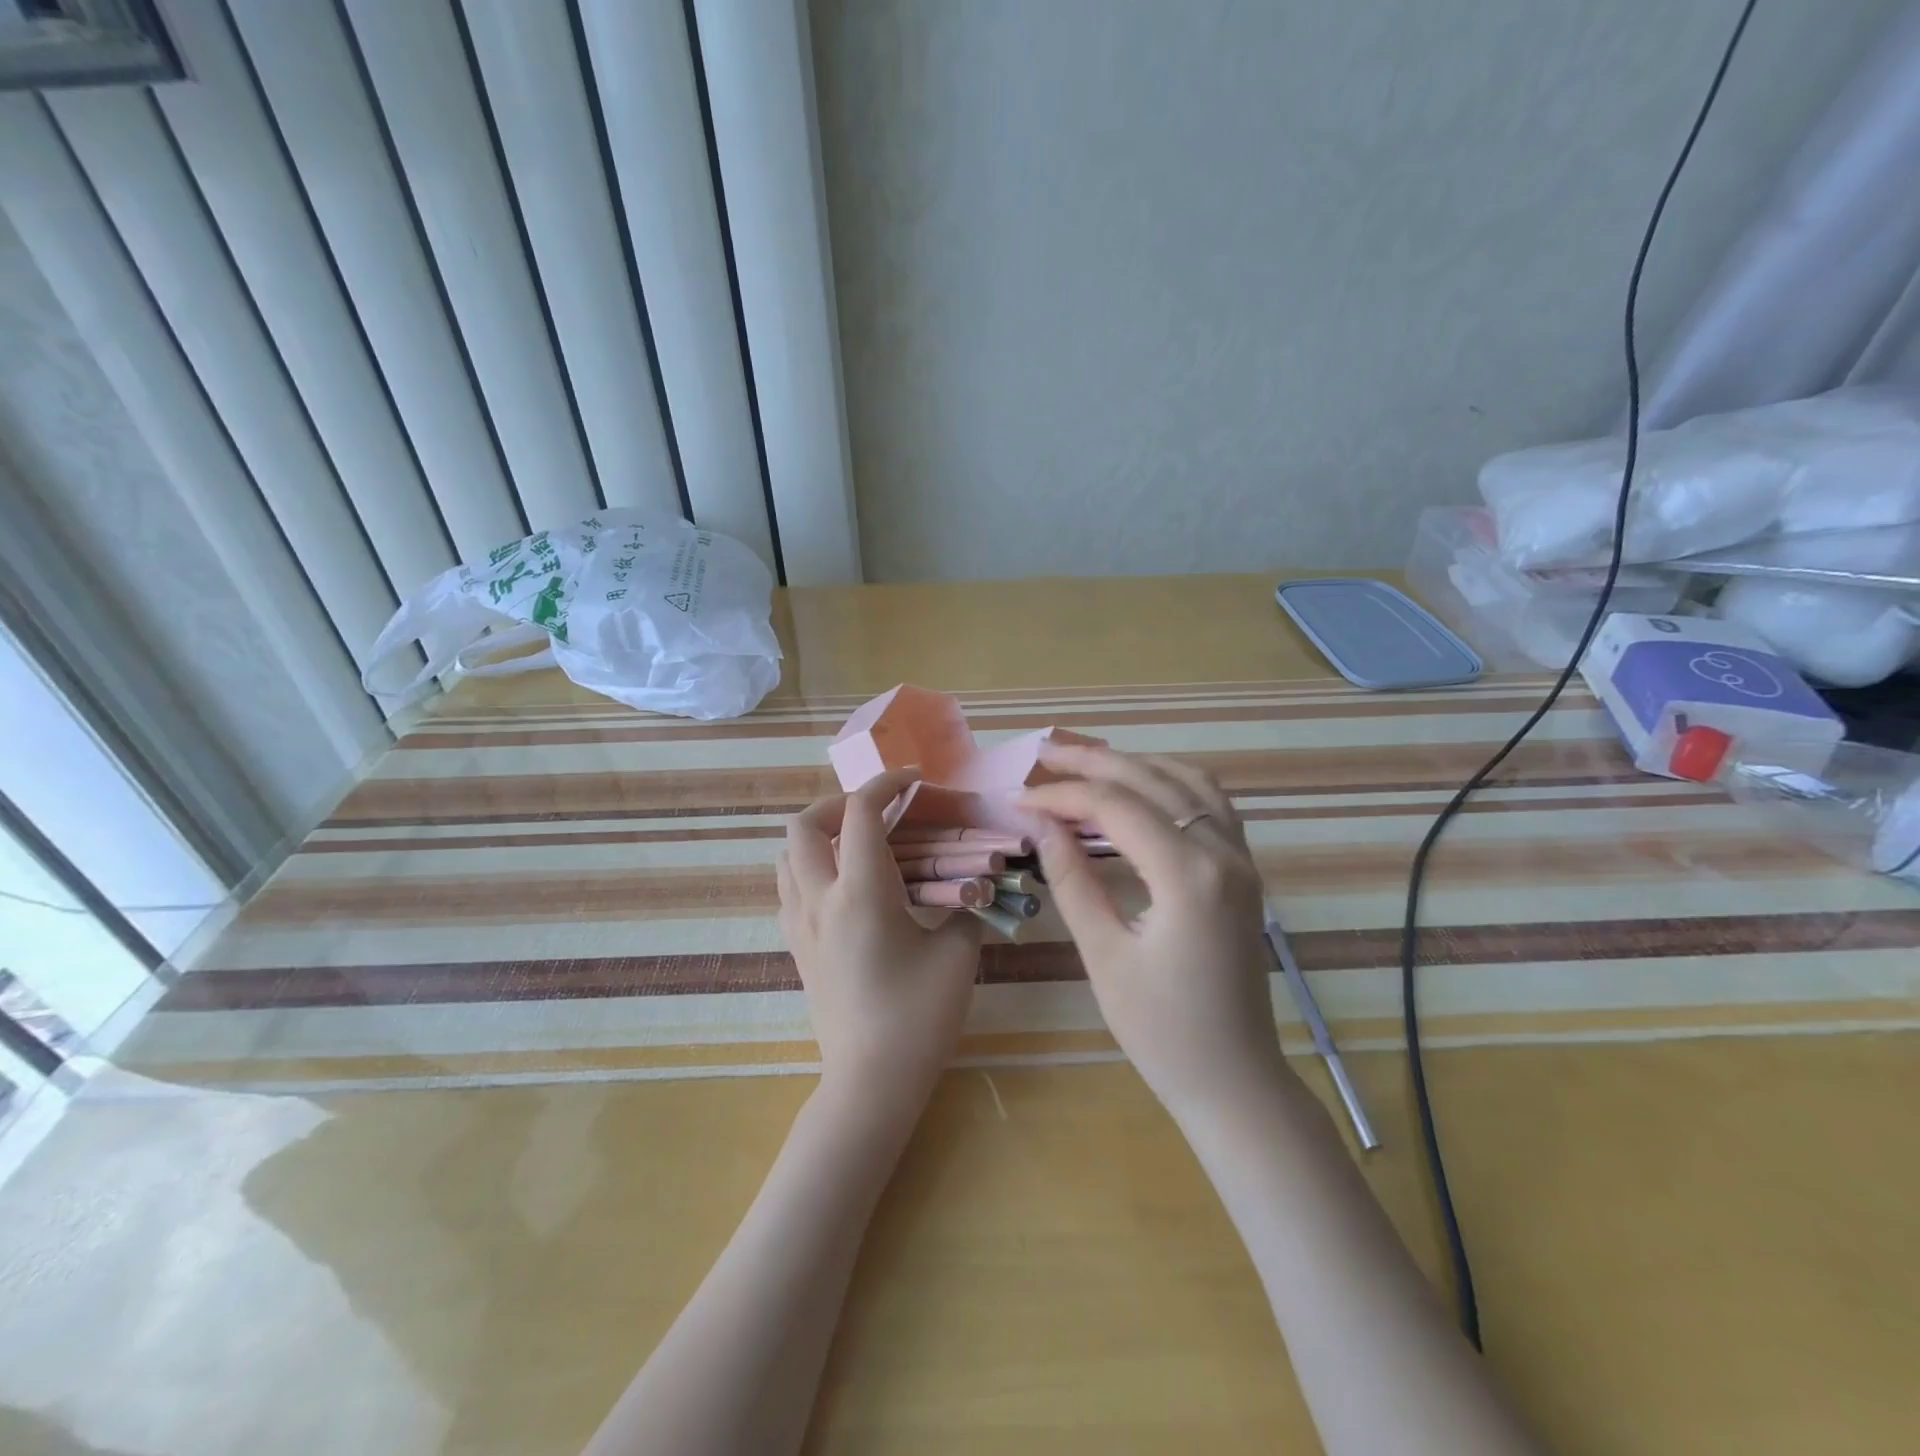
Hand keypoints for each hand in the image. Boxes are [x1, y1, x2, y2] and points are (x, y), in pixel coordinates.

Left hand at [778, 768, 982, 1111]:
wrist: (870, 1081)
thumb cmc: (918, 1018)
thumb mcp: (957, 955)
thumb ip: (964, 908)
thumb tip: (968, 888)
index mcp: (861, 894)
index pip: (862, 813)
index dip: (887, 784)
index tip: (914, 782)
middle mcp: (820, 899)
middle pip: (804, 824)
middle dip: (840, 802)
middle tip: (878, 811)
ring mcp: (800, 924)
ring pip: (787, 854)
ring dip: (819, 834)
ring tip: (858, 843)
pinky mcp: (796, 946)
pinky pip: (788, 886)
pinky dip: (810, 866)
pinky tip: (844, 885)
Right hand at [1019, 744, 1287, 1118]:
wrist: (1235, 1080)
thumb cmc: (1162, 1031)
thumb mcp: (1104, 955)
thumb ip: (1072, 880)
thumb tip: (1040, 824)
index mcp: (1189, 875)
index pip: (1116, 808)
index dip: (1061, 796)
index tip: (1018, 798)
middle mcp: (1223, 852)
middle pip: (1152, 780)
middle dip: (1093, 762)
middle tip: (1043, 753)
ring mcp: (1241, 858)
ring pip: (1187, 781)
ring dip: (1135, 764)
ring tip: (1085, 761)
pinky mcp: (1244, 871)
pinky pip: (1210, 803)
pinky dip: (1171, 782)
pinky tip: (1141, 786)